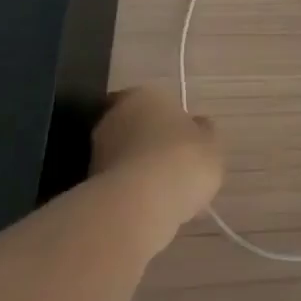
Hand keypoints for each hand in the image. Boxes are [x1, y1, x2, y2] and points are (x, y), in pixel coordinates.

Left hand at [90, 86, 223, 229]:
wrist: (141, 203)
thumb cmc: (184, 159)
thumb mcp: (211, 143)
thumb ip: (202, 132)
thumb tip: (196, 126)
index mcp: (145, 95)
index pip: (156, 100)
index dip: (172, 119)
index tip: (186, 139)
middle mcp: (114, 115)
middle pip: (137, 126)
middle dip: (152, 142)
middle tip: (177, 164)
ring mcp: (97, 149)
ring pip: (126, 154)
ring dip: (142, 167)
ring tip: (168, 190)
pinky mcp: (89, 182)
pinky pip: (120, 180)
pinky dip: (133, 189)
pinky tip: (153, 204)